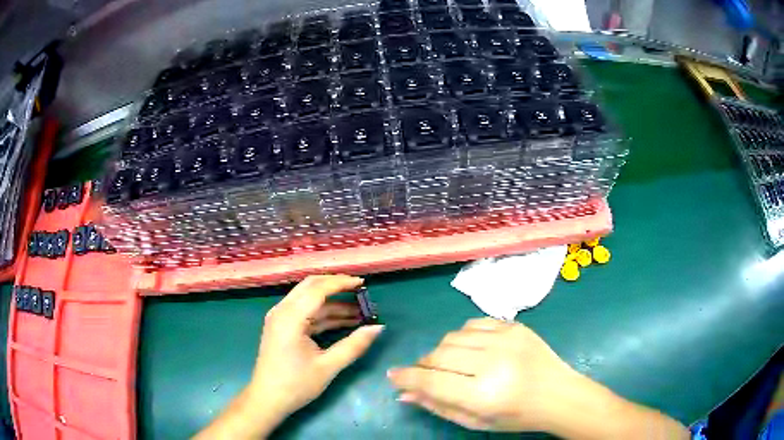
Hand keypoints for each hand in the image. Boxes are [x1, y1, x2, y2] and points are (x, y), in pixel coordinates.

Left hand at [196, 275, 383, 438]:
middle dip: (336, 286)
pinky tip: (343, 322)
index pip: (318, 289)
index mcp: (290, 318)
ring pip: (308, 299)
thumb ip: (354, 345)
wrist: (268, 399)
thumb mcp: (328, 366)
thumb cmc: (296, 384)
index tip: (363, 283)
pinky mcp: (281, 326)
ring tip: (359, 311)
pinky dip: (323, 314)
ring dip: (332, 303)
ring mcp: (280, 318)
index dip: (341, 283)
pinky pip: (304, 311)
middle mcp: (282, 311)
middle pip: (310, 286)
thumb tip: (378, 327)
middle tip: (360, 291)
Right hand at [388, 317, 576, 431]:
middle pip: (438, 355)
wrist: (558, 394)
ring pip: (452, 337)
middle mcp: (493, 362)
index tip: (393, 376)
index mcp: (483, 393)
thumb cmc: (516, 416)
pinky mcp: (514, 325)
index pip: (431, 380)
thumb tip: (404, 393)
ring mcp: (505, 339)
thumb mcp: (475, 421)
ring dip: (443, 351)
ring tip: (453, 365)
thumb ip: (438, 406)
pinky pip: (473, 324)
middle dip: (424, 366)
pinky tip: (472, 350)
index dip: (406, 377)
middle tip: (427, 375)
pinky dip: (463, 336)